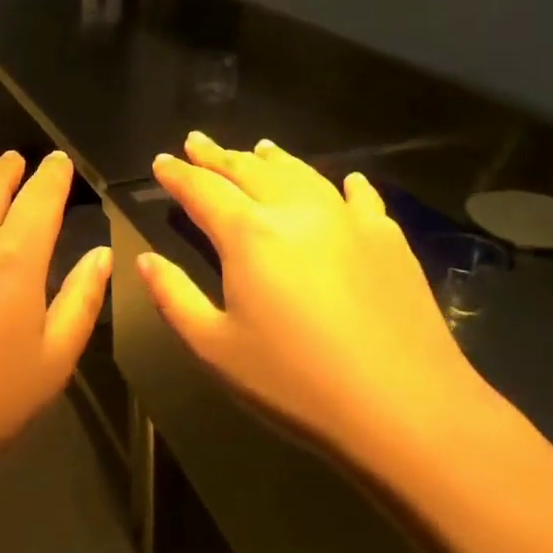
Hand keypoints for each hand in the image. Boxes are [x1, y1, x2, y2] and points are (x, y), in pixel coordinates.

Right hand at [137, 132, 513, 479]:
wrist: (407, 410)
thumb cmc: (295, 383)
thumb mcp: (215, 348)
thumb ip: (174, 297)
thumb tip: (145, 261)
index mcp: (249, 235)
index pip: (203, 190)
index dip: (178, 175)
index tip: (161, 162)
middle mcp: (296, 212)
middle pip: (250, 171)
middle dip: (218, 156)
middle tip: (197, 142)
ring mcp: (348, 221)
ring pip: (302, 175)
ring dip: (273, 160)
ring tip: (257, 149)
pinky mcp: (388, 240)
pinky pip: (361, 198)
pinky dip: (344, 185)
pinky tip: (346, 181)